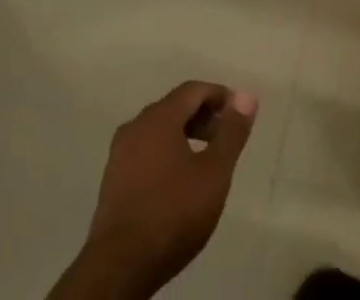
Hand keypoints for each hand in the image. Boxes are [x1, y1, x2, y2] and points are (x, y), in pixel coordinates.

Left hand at [68, 81, 257, 298]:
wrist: (118, 269)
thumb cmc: (172, 214)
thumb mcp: (214, 173)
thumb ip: (232, 132)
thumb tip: (247, 96)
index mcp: (159, 117)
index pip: (193, 90)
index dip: (219, 96)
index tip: (238, 113)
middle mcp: (136, 126)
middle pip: (175, 108)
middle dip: (203, 117)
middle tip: (225, 139)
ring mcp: (119, 155)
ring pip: (158, 131)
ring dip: (184, 137)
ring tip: (204, 163)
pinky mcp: (111, 182)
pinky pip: (145, 153)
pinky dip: (166, 155)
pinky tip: (177, 183)